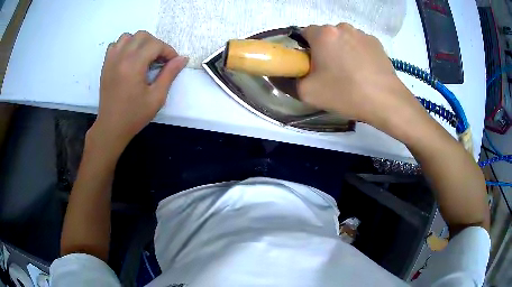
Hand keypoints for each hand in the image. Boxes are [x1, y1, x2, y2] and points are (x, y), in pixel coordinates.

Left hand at [90, 31, 187, 153]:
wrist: (111, 127)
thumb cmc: (134, 115)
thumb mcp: (157, 97)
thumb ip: (170, 74)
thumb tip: (183, 58)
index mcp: (134, 65)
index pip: (155, 44)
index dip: (168, 51)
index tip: (173, 63)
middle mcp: (121, 57)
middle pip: (142, 35)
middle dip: (155, 44)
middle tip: (159, 60)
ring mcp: (111, 60)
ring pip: (128, 37)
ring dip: (139, 42)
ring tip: (144, 57)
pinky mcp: (106, 64)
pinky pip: (115, 45)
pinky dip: (125, 46)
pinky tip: (129, 59)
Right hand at [298, 24, 420, 131]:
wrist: (386, 101)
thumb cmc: (345, 93)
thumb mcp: (308, 92)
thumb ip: (288, 80)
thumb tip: (281, 74)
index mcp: (324, 33)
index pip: (303, 33)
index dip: (304, 50)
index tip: (310, 66)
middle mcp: (343, 27)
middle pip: (325, 36)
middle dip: (324, 50)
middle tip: (330, 73)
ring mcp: (362, 34)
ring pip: (344, 39)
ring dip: (342, 51)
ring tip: (350, 74)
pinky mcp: (377, 43)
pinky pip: (360, 45)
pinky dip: (358, 54)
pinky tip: (364, 72)